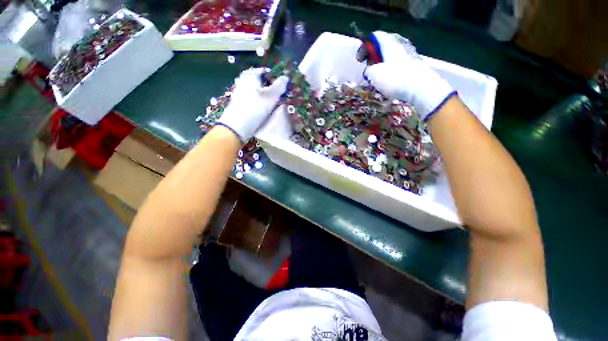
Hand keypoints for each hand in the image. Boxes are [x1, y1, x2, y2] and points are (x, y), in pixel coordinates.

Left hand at [218, 68, 288, 140]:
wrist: (237, 126)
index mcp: (251, 75)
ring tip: (273, 106)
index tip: (282, 90)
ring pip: (258, 92)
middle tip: (279, 99)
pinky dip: (260, 103)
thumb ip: (280, 86)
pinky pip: (254, 99)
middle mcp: (244, 81)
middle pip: (262, 82)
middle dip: (272, 90)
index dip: (276, 80)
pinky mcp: (240, 103)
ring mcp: (241, 92)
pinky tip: (264, 111)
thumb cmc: (255, 109)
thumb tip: (286, 77)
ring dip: (267, 98)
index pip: (266, 72)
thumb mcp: (271, 96)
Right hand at [365, 31, 455, 120]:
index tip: (360, 60)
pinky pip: (400, 63)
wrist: (421, 87)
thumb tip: (370, 70)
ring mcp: (410, 54)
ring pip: (393, 55)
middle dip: (375, 56)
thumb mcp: (374, 75)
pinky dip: (392, 69)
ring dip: (384, 64)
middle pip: (385, 45)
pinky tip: (390, 80)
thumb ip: (368, 70)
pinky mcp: (415, 65)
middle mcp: (401, 45)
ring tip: (379, 76)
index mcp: (389, 43)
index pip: (375, 36)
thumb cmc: (395, 79)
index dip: (365, 47)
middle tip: (369, 67)